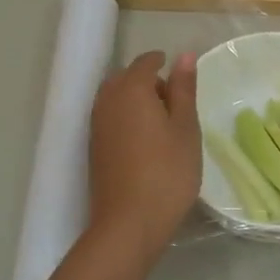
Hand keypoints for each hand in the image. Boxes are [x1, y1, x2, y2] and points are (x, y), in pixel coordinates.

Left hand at [88, 50, 200, 257]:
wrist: (128, 223)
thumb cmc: (167, 172)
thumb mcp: (186, 128)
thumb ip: (183, 89)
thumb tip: (183, 55)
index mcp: (131, 90)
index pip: (145, 63)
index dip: (162, 62)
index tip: (180, 74)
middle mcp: (107, 101)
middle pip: (125, 78)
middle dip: (147, 81)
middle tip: (174, 101)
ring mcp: (96, 125)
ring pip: (115, 98)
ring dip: (135, 100)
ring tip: (162, 123)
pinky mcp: (94, 148)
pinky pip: (110, 118)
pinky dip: (126, 118)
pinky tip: (145, 141)